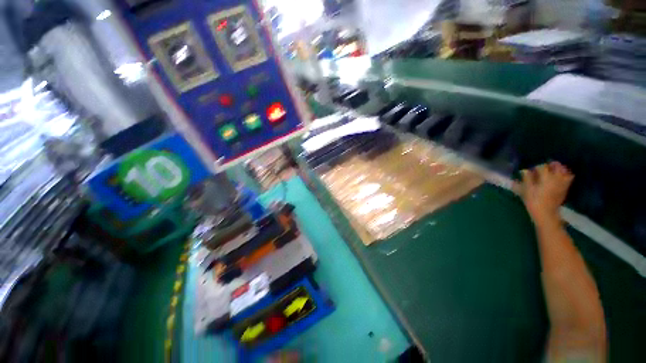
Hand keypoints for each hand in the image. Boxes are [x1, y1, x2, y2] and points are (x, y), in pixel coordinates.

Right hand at [517, 162, 573, 225]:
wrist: (546, 214)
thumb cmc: (533, 201)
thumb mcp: (526, 189)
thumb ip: (527, 178)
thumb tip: (524, 170)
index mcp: (546, 178)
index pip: (542, 166)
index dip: (536, 167)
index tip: (531, 169)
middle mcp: (556, 178)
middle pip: (557, 166)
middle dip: (551, 165)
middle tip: (544, 167)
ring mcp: (562, 184)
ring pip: (565, 172)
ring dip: (560, 169)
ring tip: (553, 171)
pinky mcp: (565, 189)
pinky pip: (568, 178)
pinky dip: (565, 175)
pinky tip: (559, 177)